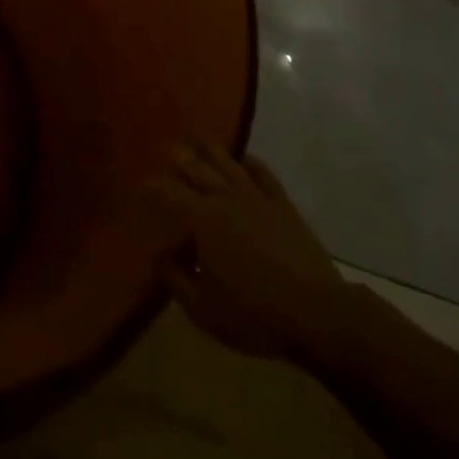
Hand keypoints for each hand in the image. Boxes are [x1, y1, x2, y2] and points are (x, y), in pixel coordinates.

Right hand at [150, 144, 352, 363]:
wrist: (317, 314)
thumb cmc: (254, 315)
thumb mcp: (203, 310)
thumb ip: (176, 279)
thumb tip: (160, 255)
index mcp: (202, 220)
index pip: (169, 193)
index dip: (153, 186)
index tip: (141, 185)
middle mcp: (226, 199)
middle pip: (197, 168)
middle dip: (179, 157)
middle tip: (166, 149)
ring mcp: (257, 198)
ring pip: (228, 163)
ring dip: (211, 151)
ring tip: (199, 144)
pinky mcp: (283, 205)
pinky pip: (263, 173)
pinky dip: (250, 162)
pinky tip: (244, 159)